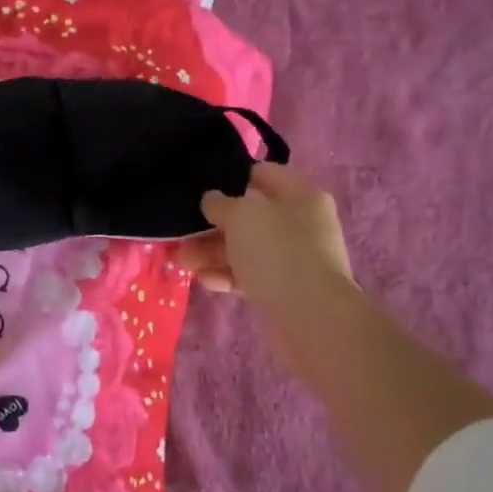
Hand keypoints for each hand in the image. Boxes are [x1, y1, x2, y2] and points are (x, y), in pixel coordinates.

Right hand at [176, 162, 354, 311]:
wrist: (310, 317)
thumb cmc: (277, 251)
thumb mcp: (241, 216)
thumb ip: (220, 203)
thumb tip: (212, 200)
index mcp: (301, 195)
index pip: (263, 174)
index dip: (231, 177)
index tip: (200, 186)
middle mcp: (301, 224)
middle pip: (250, 216)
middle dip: (213, 224)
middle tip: (182, 231)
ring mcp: (294, 258)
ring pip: (245, 247)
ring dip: (212, 252)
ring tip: (182, 260)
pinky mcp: (284, 289)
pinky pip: (249, 275)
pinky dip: (226, 275)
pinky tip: (204, 280)